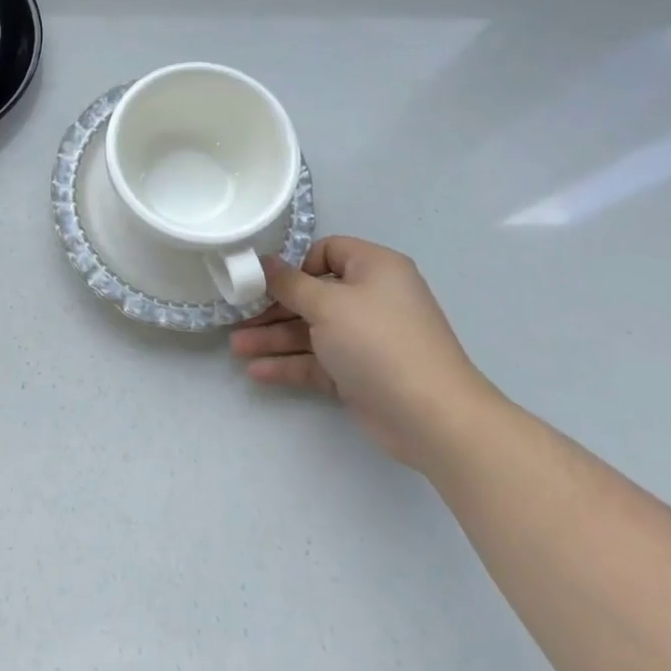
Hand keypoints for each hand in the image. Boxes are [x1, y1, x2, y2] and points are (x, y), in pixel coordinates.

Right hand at [230, 236, 496, 470]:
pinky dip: (290, 364)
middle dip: (273, 308)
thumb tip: (264, 262)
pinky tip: (257, 371)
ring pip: (311, 331)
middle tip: (238, 317)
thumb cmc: (379, 342)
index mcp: (374, 268)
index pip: (327, 252)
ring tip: (236, 348)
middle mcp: (371, 299)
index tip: (263, 280)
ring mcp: (366, 339)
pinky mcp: (360, 374)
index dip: (295, 264)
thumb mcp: (328, 305)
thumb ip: (290, 284)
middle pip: (312, 295)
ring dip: (274, 338)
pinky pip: (318, 361)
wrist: (433, 418)